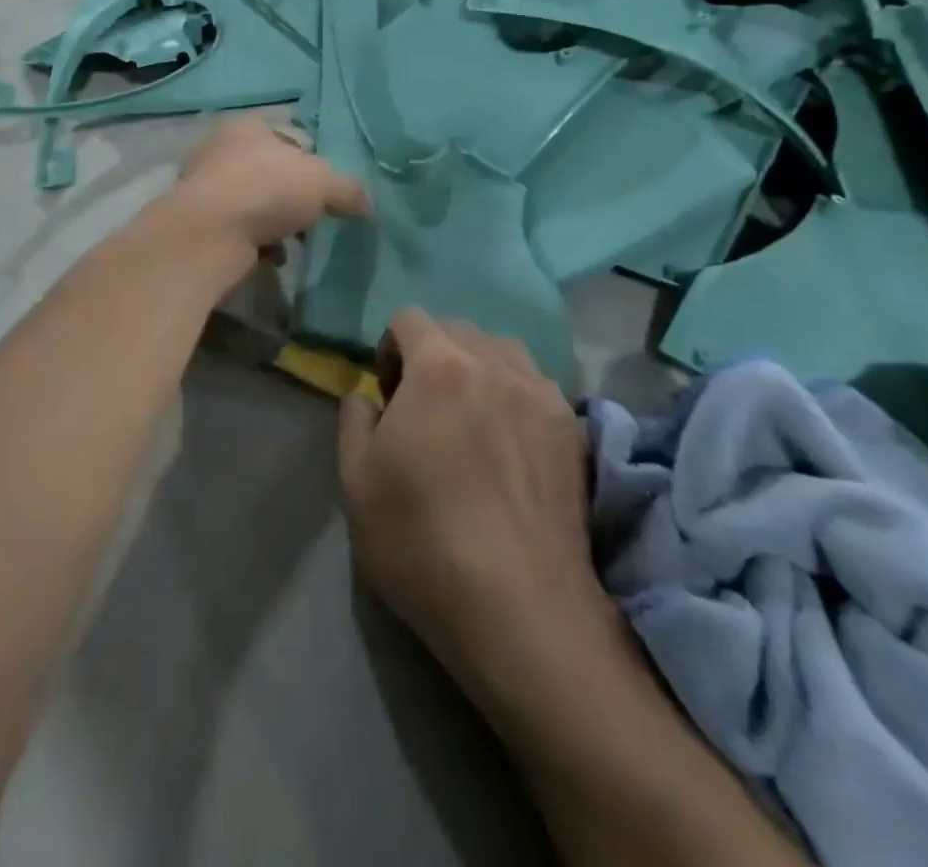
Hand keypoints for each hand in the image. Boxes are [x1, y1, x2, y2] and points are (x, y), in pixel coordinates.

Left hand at [169, 117, 370, 256]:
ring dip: (276, 222)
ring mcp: (206, 187)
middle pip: (270, 171)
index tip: (327, 187)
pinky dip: (258, 243)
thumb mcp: (323, 182)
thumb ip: (349, 190)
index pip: (289, 135)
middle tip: (314, 216)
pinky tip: (273, 256)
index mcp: (248, 126)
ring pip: (254, 203)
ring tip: (297, 241)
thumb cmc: (267, 188)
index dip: (313, 160)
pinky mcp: (200, 223)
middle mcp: (221, 149)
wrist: (210, 233)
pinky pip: (240, 231)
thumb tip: (367, 205)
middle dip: (294, 196)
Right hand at [338, 310, 621, 707]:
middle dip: (434, 354)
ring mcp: (543, 396)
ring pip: (505, 352)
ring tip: (471, 419)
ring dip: (479, 369)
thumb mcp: (355, 479)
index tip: (387, 393)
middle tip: (424, 408)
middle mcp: (496, 365)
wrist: (520, 609)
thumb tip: (367, 395)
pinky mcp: (575, 432)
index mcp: (439, 365)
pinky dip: (516, 395)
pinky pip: (538, 387)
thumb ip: (353, 418)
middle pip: (460, 330)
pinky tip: (511, 444)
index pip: (410, 318)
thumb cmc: (421, 539)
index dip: (390, 347)